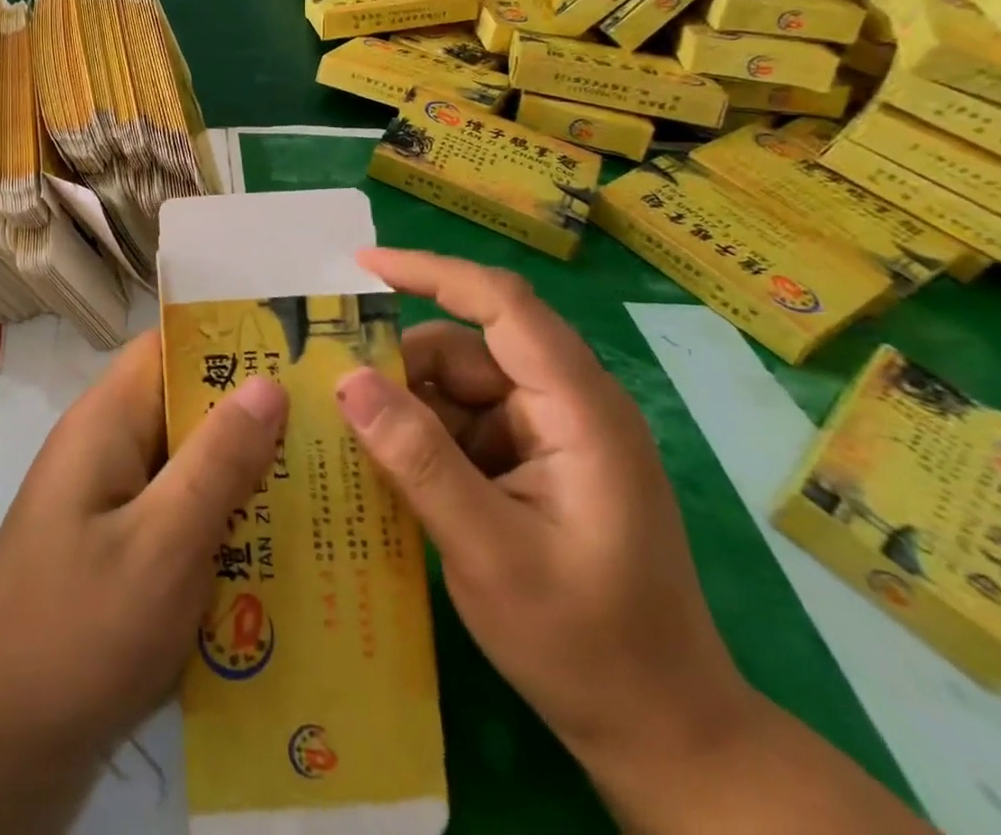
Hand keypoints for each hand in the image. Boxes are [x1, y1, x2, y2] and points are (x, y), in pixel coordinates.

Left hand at [0, 326, 287, 762]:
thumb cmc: (77, 631)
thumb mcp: (162, 542)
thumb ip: (218, 460)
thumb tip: (269, 382)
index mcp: (107, 422)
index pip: (170, 347)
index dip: (231, 342)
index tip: (302, 353)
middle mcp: (105, 449)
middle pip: (186, 408)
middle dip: (254, 419)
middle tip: (335, 431)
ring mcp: (107, 505)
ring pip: (187, 469)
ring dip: (243, 481)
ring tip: (326, 492)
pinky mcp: (114, 556)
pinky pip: (177, 520)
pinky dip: (221, 530)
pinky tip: (279, 560)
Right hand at [335, 249, 754, 778]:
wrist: (661, 733)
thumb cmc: (586, 645)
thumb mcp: (488, 553)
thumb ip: (418, 460)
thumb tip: (347, 379)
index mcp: (579, 409)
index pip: (502, 304)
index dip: (431, 272)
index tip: (362, 267)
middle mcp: (568, 404)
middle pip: (468, 348)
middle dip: (403, 368)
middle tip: (339, 402)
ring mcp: (551, 433)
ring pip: (457, 385)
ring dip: (409, 409)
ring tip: (362, 449)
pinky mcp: (535, 460)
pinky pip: (463, 422)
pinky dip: (423, 436)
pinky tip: (393, 471)